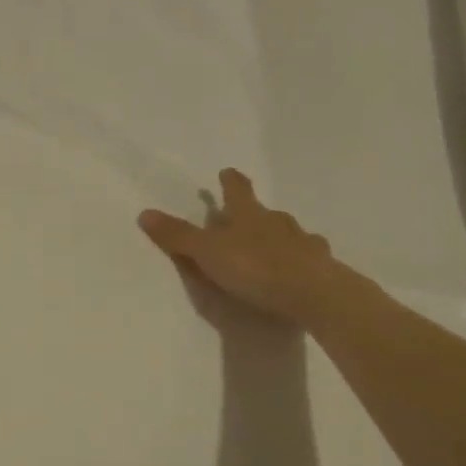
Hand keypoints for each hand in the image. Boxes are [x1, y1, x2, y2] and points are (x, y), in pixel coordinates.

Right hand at [138, 168, 341, 324]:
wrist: (312, 293)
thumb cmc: (254, 267)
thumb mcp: (207, 252)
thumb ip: (178, 236)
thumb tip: (144, 212)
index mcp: (248, 215)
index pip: (237, 190)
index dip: (230, 181)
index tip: (227, 171)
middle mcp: (278, 222)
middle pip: (264, 211)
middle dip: (253, 213)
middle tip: (243, 219)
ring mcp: (303, 243)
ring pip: (288, 233)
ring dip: (278, 237)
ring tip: (269, 248)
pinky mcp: (320, 267)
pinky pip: (307, 258)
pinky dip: (299, 260)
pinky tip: (297, 271)